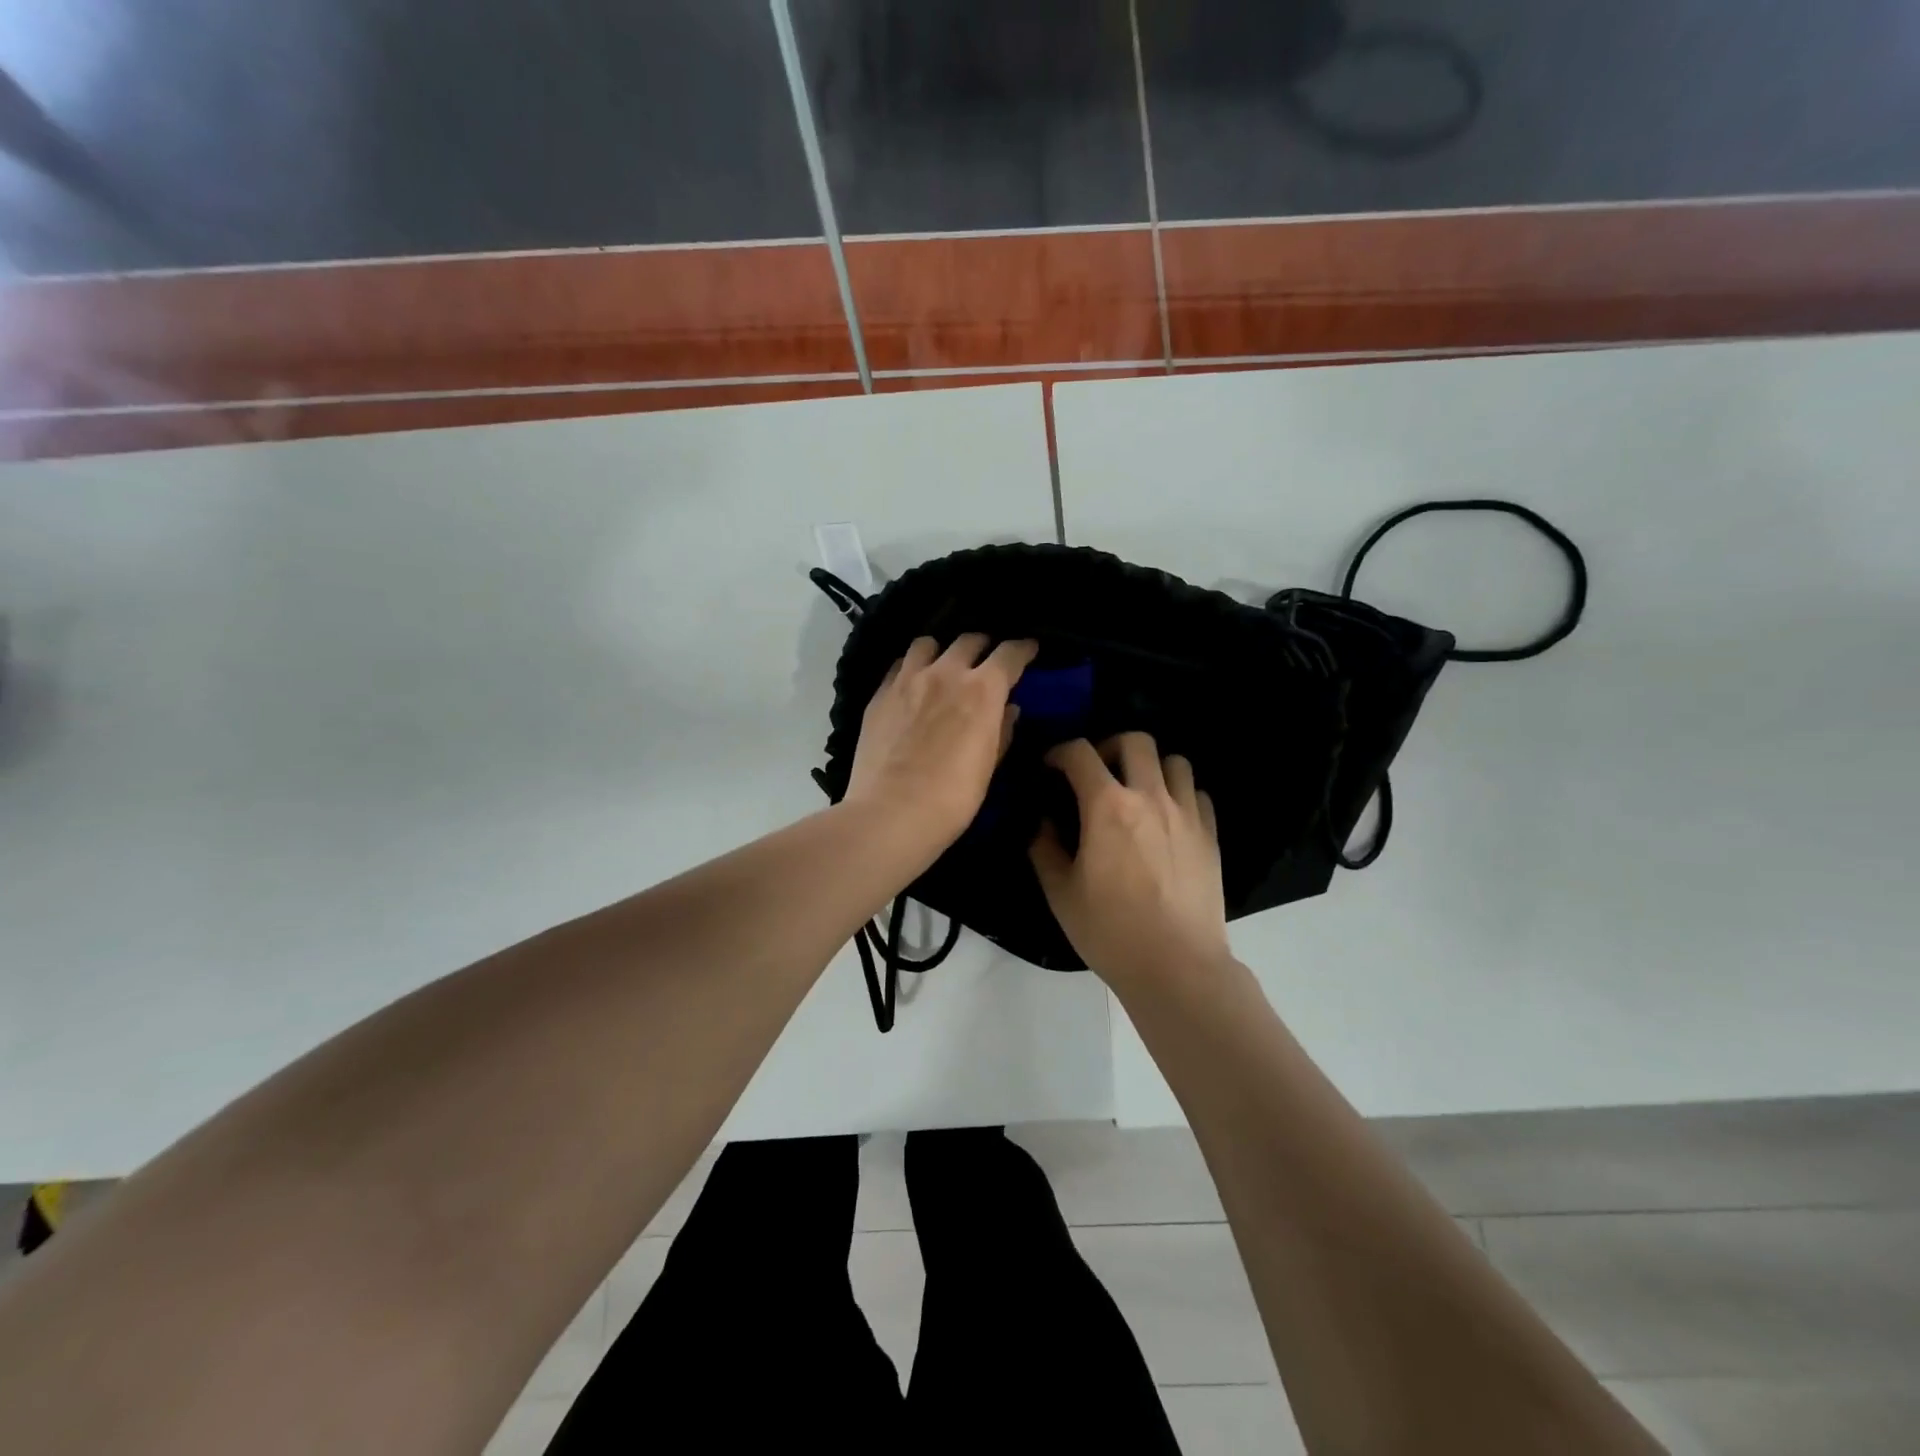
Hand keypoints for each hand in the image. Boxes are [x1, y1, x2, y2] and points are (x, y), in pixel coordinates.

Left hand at [845, 634, 1038, 852]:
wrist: (891, 813)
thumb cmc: (953, 798)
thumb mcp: (988, 766)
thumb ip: (1002, 731)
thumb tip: (1008, 709)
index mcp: (982, 690)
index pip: (1010, 653)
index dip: (1024, 648)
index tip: (1029, 649)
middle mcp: (946, 673)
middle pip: (969, 640)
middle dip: (984, 646)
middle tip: (987, 661)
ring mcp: (908, 679)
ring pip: (928, 643)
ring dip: (943, 650)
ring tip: (944, 665)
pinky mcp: (879, 694)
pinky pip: (900, 665)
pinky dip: (912, 667)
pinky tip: (913, 683)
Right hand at [1030, 733, 1230, 992]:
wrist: (1177, 967)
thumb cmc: (1110, 931)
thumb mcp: (1060, 892)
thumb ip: (1044, 848)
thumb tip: (1042, 822)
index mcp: (1107, 806)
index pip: (1080, 754)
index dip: (1060, 752)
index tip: (1051, 766)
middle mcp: (1150, 797)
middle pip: (1136, 741)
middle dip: (1110, 746)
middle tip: (1098, 773)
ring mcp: (1187, 814)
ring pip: (1175, 761)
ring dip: (1151, 767)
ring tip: (1137, 791)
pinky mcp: (1210, 835)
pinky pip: (1198, 794)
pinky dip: (1180, 795)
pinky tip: (1167, 819)